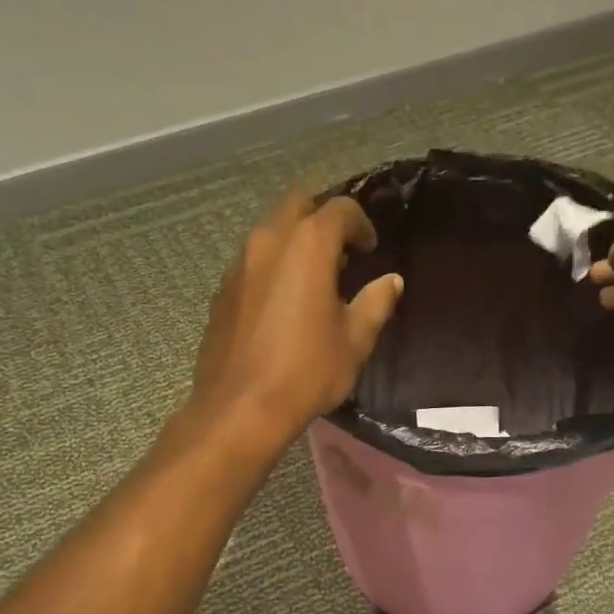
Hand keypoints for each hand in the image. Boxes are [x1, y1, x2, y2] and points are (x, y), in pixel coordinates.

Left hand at [189, 191, 403, 445]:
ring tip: (313, 278)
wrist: (240, 408)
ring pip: (270, 232)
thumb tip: (391, 281)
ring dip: (294, 242)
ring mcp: (239, 264)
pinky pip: (252, 262)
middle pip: (297, 205)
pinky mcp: (222, 290)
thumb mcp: (355, 341)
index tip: (370, 249)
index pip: (340, 210)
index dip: (361, 224)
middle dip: (322, 219)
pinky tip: (282, 302)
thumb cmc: (307, 372)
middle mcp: (268, 241)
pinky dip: (272, 267)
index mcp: (308, 245)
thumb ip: (376, 303)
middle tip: (340, 253)